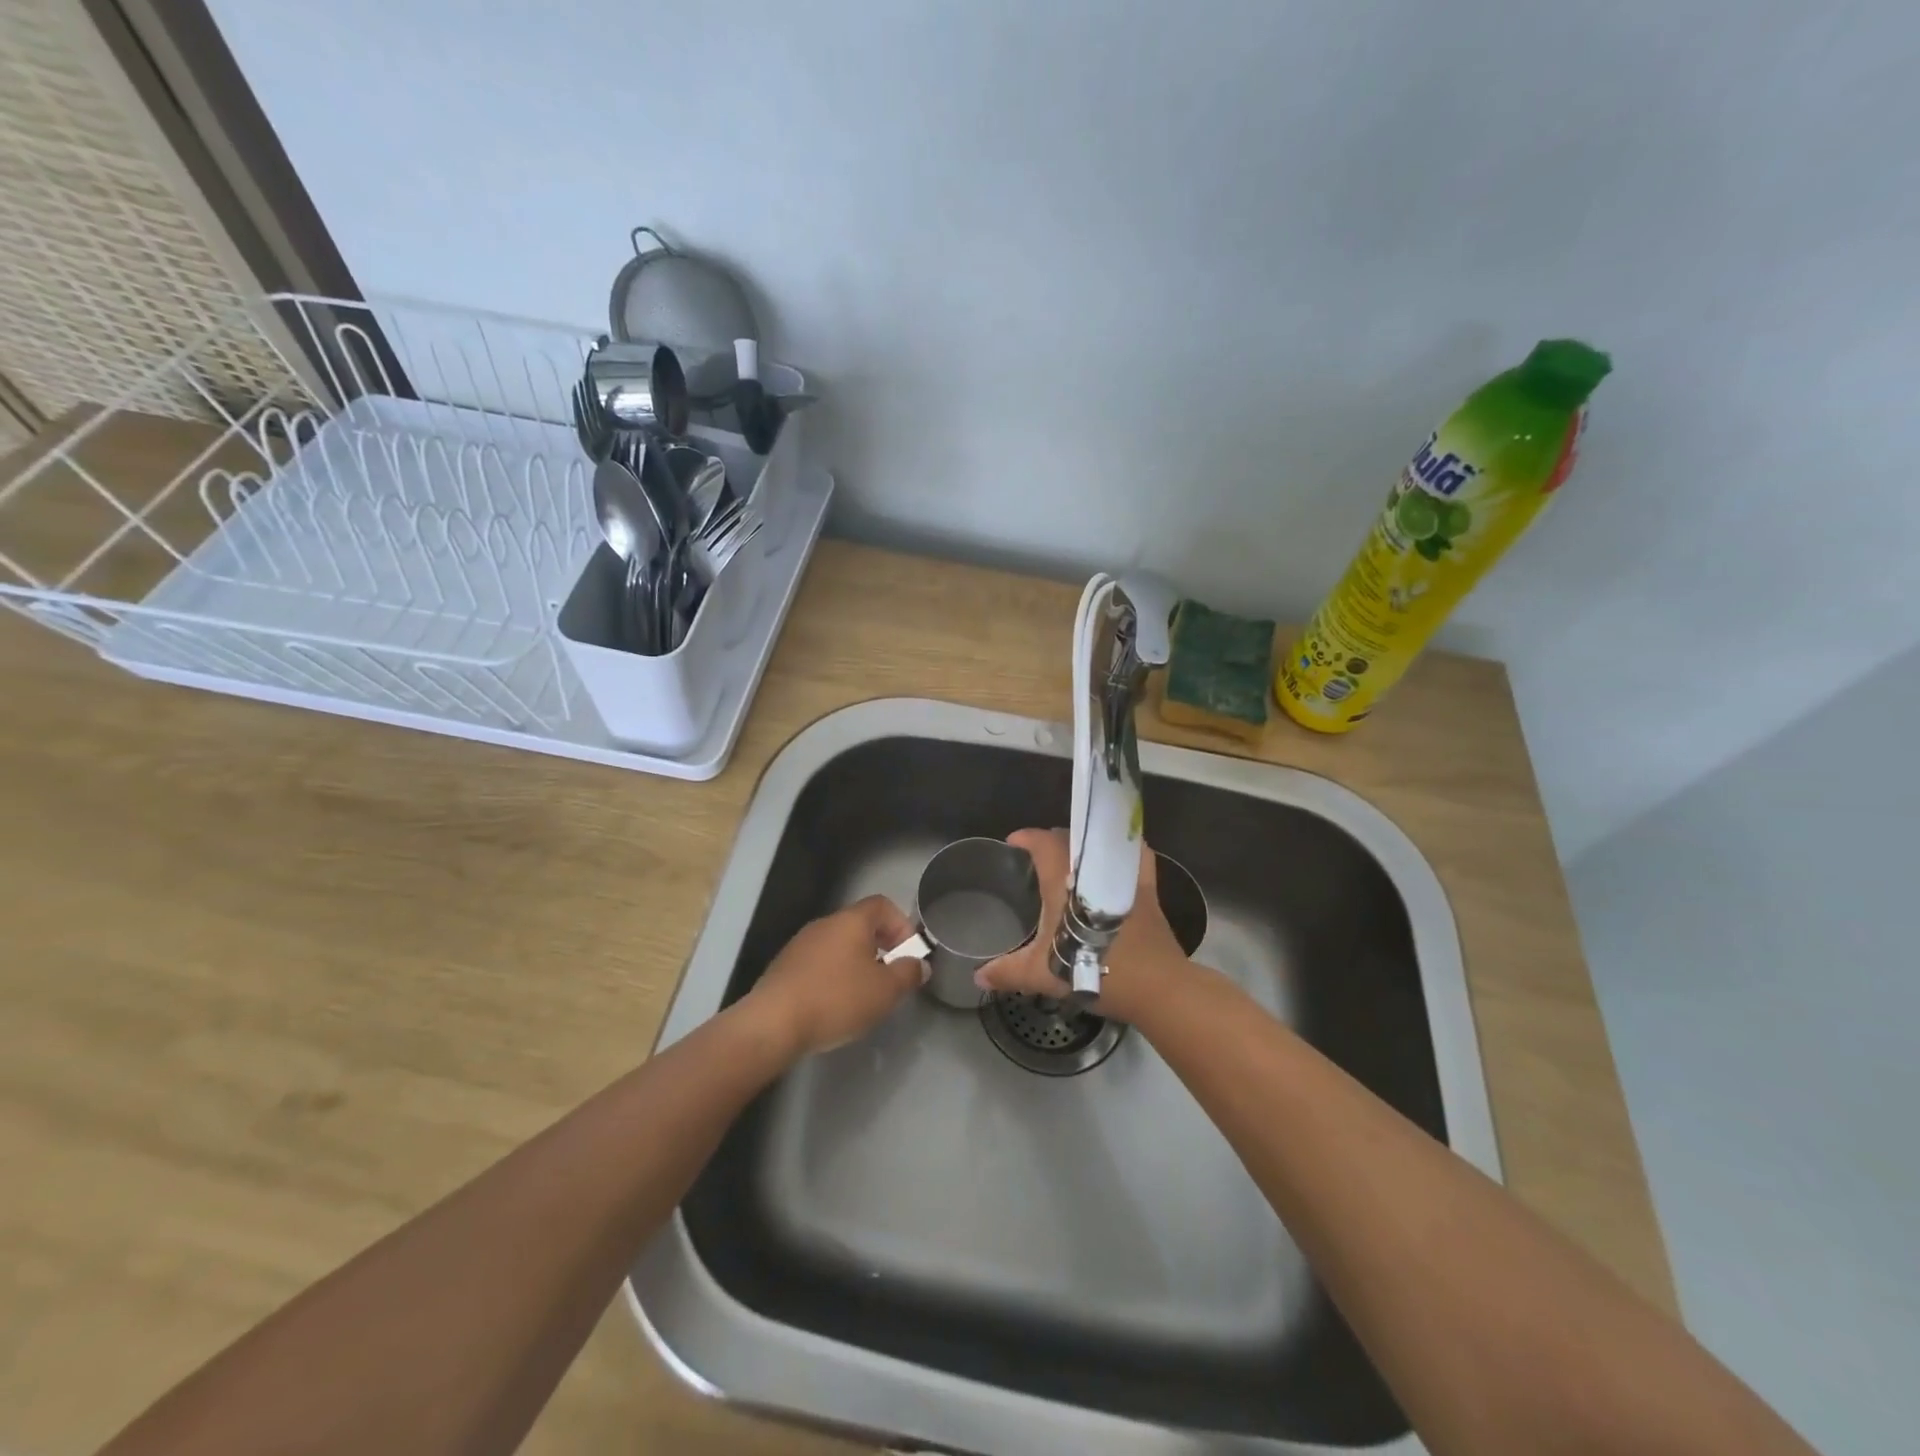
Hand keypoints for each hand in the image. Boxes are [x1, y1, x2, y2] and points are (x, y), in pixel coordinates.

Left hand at [746, 895, 925, 1055]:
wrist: (773, 1023)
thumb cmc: (836, 999)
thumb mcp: (885, 991)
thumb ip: (908, 973)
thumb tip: (919, 964)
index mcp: (851, 921)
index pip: (883, 905)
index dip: (901, 924)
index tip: (908, 954)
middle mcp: (825, 924)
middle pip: (861, 925)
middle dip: (881, 947)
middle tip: (890, 977)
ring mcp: (801, 944)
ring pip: (839, 945)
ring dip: (857, 963)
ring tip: (864, 995)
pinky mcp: (785, 966)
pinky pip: (819, 962)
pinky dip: (834, 976)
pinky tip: (834, 1004)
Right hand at [974, 828, 1189, 1022]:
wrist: (1153, 985)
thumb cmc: (1091, 969)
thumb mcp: (1041, 973)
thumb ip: (1007, 972)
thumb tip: (979, 977)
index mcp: (1063, 879)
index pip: (1041, 841)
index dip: (1025, 838)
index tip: (1013, 843)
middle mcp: (1093, 868)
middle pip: (1069, 839)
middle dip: (1051, 842)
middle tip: (1037, 860)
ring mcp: (1123, 875)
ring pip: (1100, 844)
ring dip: (1084, 845)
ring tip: (1073, 860)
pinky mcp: (1147, 888)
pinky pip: (1138, 857)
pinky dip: (1127, 851)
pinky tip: (1120, 859)